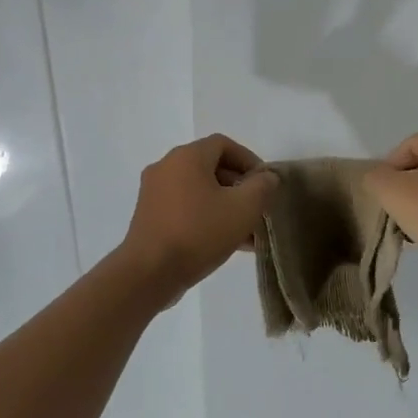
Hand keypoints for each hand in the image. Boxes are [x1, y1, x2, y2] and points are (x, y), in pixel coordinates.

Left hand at [118, 135, 278, 299]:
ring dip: (225, 205)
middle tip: (257, 209)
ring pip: (199, 191)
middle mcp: (166, 167)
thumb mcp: (243, 208)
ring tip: (247, 232)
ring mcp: (154, 192)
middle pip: (211, 167)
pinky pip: (184, 207)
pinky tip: (225, 243)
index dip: (249, 160)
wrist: (149, 273)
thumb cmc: (199, 233)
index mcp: (187, 156)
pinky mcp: (149, 216)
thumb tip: (267, 177)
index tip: (265, 184)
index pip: (224, 144)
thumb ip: (262, 187)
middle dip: (239, 187)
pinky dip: (206, 217)